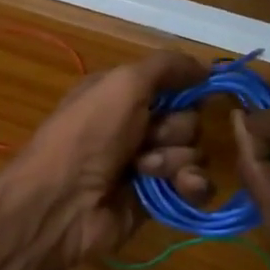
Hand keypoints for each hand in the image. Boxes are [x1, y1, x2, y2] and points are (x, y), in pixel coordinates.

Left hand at [0, 48, 209, 269]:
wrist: (62, 203)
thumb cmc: (88, 134)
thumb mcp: (122, 83)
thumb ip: (166, 66)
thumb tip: (207, 66)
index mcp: (121, 94)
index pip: (172, 83)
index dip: (186, 87)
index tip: (198, 88)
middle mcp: (134, 126)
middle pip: (188, 119)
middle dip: (175, 128)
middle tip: (148, 138)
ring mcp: (147, 164)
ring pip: (194, 152)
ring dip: (176, 158)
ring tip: (145, 169)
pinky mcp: (158, 199)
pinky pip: (196, 186)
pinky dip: (192, 185)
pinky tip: (181, 187)